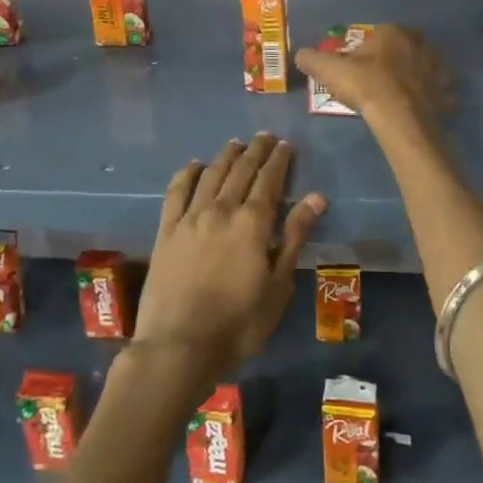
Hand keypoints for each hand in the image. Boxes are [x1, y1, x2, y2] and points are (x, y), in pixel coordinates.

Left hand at [133, 134, 326, 390]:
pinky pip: (176, 192)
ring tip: (236, 143)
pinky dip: (187, 174)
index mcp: (252, 224)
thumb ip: (294, 238)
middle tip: (265, 137)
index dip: (278, 161)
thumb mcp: (278, 286)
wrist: (179, 344)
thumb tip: (316, 198)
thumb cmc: (239, 324)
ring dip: (225, 156)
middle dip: (255, 151)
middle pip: (240, 171)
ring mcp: (190, 218)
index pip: (269, 181)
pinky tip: (194, 165)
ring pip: (211, 175)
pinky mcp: (166, 231)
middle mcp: (221, 210)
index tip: (286, 145)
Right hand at [293, 25, 449, 127]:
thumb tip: (300, 55)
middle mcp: (419, 43)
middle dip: (391, 60)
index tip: (356, 67)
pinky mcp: (446, 91)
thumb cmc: (365, 86)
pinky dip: (429, 96)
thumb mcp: (329, 70)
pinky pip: (437, 90)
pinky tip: (416, 107)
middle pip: (401, 49)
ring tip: (397, 94)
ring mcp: (437, 67)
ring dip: (413, 76)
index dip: (365, 51)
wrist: (399, 117)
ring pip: (422, 67)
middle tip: (375, 81)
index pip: (377, 35)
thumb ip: (312, 59)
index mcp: (393, 32)